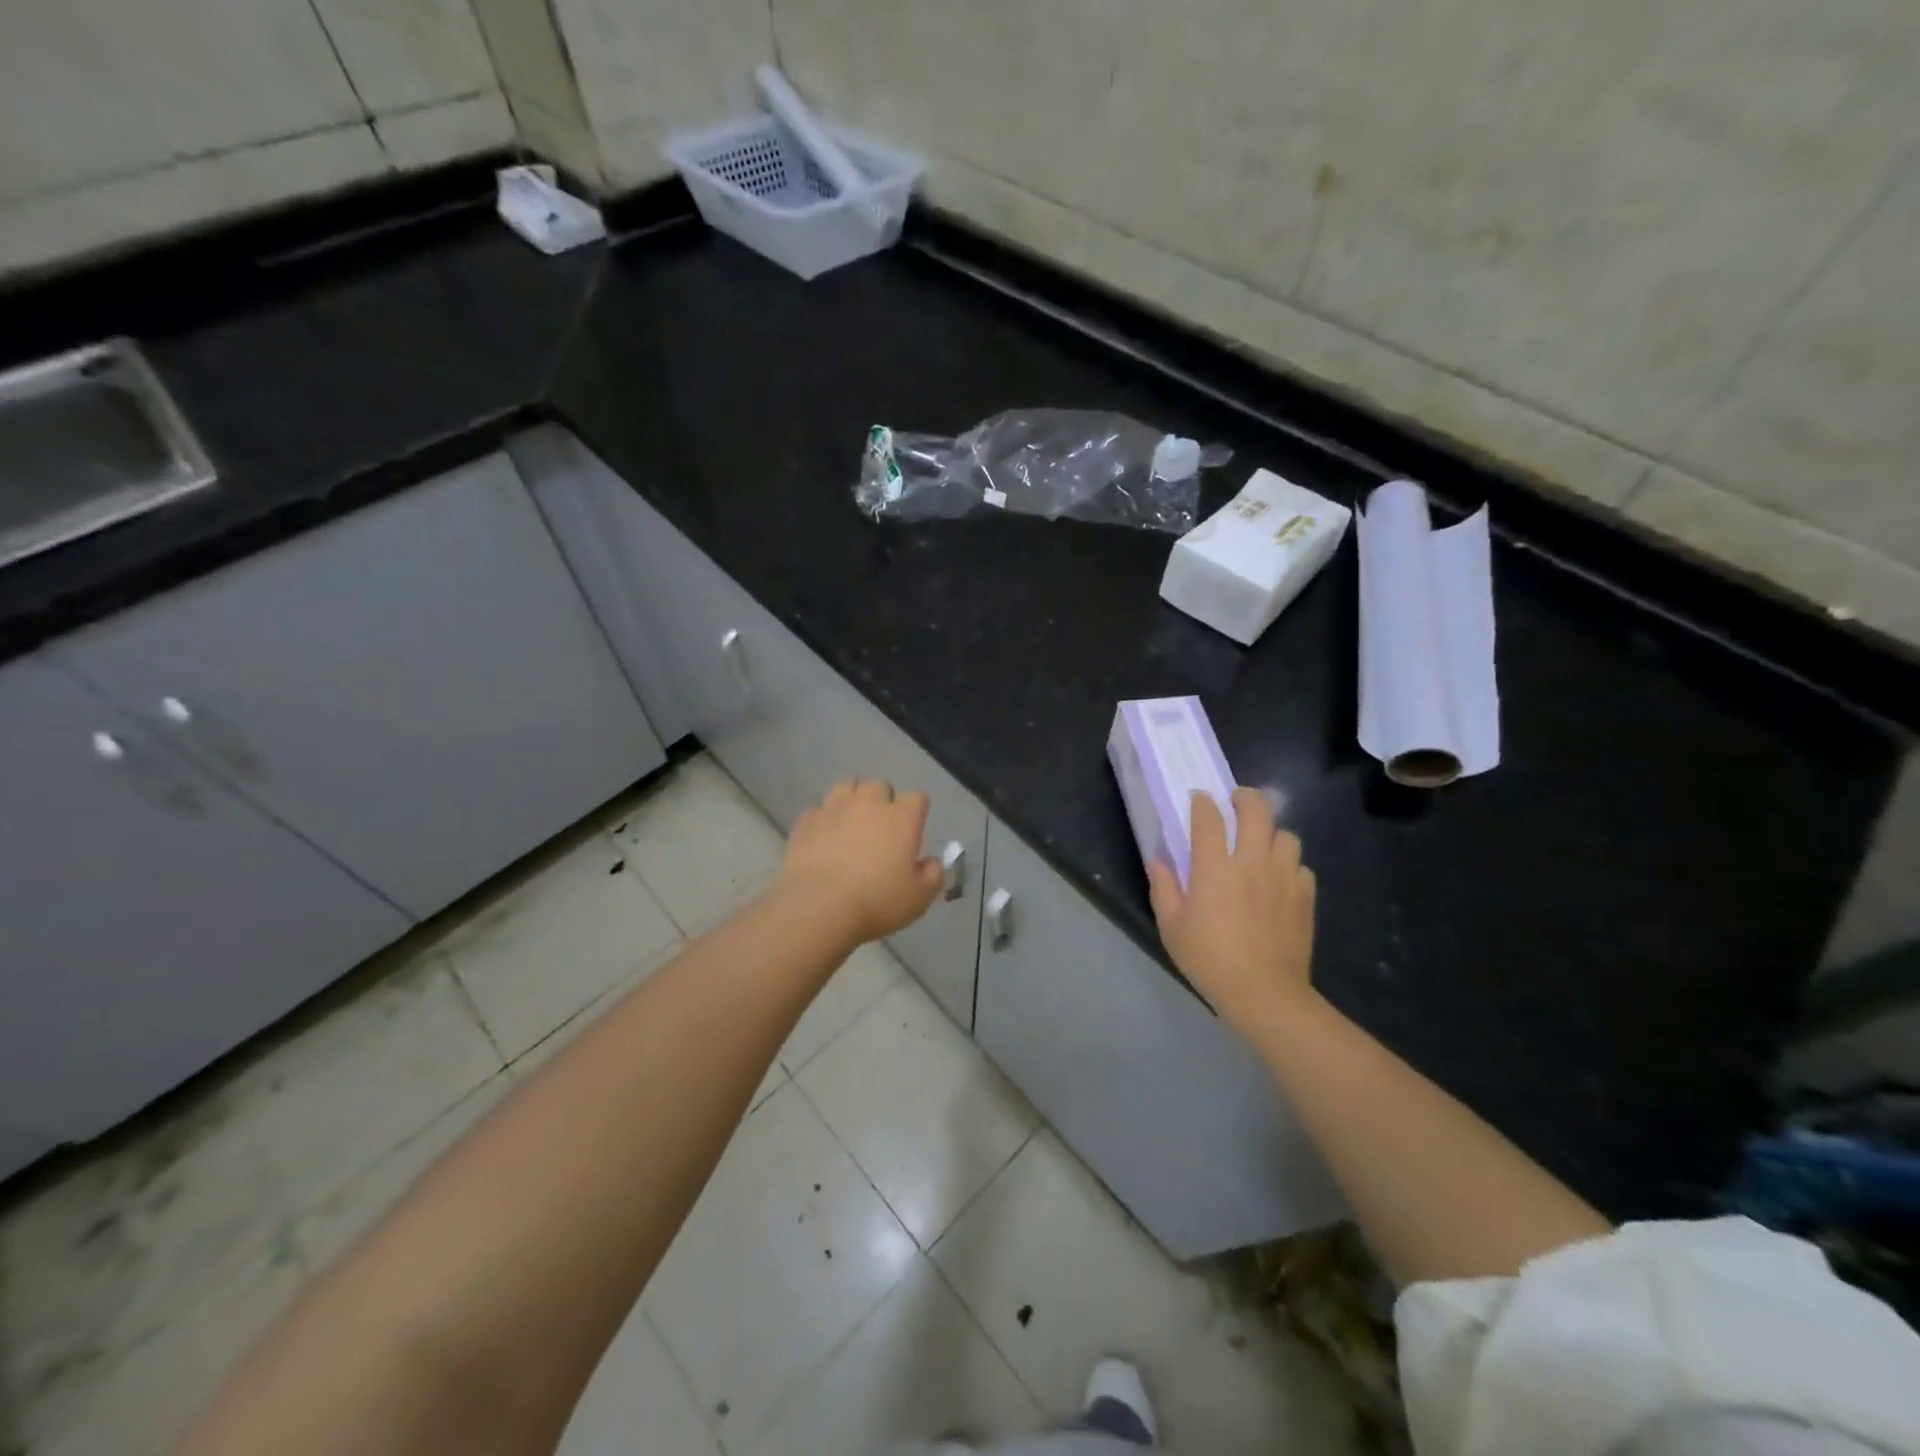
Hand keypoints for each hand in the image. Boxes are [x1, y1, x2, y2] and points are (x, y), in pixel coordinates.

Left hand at [776, 779, 942, 944]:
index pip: (917, 798)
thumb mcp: (919, 898)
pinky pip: (818, 809)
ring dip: (852, 799)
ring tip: (850, 821)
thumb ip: (932, 875)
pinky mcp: (807, 821)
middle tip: (880, 826)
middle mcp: (869, 804)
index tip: (914, 827)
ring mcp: (834, 809)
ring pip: (846, 786)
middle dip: (882, 800)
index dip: (917, 810)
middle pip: (880, 785)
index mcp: (902, 819)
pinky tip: (823, 836)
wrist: (819, 906)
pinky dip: (823, 819)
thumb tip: (931, 862)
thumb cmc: (877, 902)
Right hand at [1147, 788, 1318, 1037]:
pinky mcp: (1305, 896)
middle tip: (1236, 802)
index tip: (1198, 799)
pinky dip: (1289, 864)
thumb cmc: (1210, 959)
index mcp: (1214, 867)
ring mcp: (1283, 877)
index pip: (1209, 818)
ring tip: (1261, 843)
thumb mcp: (1172, 927)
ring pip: (1285, 835)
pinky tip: (1279, 878)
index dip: (1202, 803)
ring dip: (1271, 833)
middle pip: (1256, 811)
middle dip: (1245, 798)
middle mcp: (1251, 862)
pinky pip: (1301, 865)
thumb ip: (1163, 889)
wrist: (1264, 993)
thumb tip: (1158, 863)